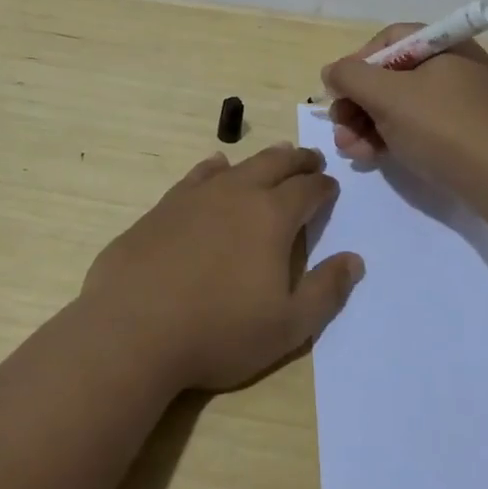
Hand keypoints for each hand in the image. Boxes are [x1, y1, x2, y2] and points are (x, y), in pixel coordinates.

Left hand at [81, 145, 364, 392]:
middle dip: (298, 160)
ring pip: (238, 165)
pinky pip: (198, 175)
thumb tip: (354, 259)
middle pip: (276, 164)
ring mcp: (196, 196)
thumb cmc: (218, 331)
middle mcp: (237, 194)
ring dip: (262, 159)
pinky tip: (216, 168)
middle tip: (311, 159)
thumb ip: (325, 291)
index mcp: (272, 217)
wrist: (133, 328)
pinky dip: (215, 168)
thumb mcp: (287, 326)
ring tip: (275, 156)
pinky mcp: (163, 207)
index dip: (324, 187)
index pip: (308, 190)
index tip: (331, 187)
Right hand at [321, 22, 487, 201]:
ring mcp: (458, 103)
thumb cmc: (443, 127)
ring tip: (348, 149)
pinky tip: (368, 157)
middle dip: (357, 102)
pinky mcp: (459, 134)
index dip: (357, 62)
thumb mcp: (388, 96)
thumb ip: (351, 77)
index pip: (389, 40)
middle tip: (337, 126)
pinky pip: (415, 126)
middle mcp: (452, 67)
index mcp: (444, 45)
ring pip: (399, 105)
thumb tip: (331, 72)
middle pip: (390, 75)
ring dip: (366, 123)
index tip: (338, 90)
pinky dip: (388, 137)